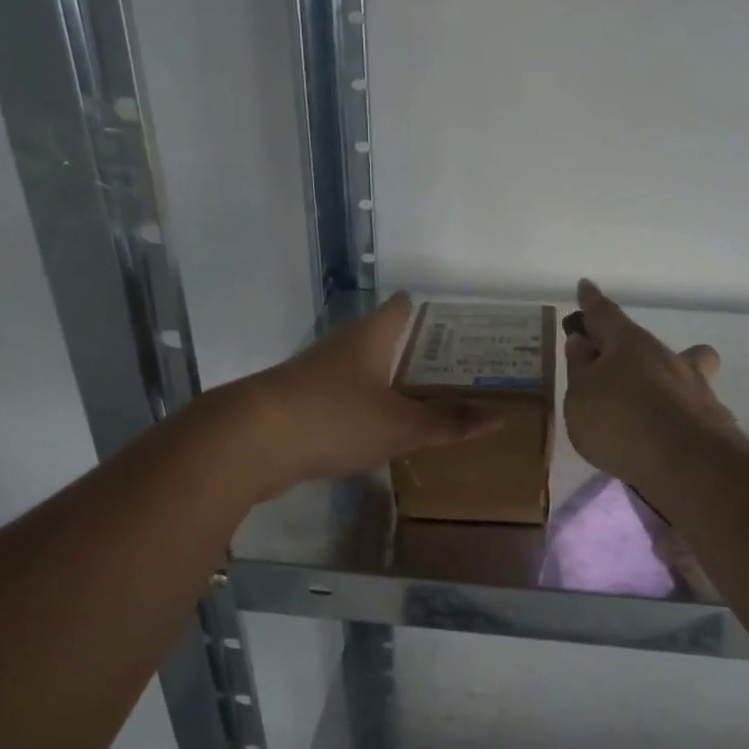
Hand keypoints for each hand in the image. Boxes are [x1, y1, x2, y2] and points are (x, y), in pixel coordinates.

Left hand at [226, 293, 499, 500]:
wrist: (250, 441)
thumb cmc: (334, 418)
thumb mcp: (399, 425)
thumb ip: (447, 422)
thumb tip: (499, 418)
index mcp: (370, 337)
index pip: (403, 307)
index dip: (431, 311)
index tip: (460, 323)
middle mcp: (343, 347)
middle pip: (385, 338)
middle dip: (417, 351)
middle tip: (458, 368)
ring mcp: (317, 375)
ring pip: (363, 370)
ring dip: (391, 381)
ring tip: (426, 399)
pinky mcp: (300, 404)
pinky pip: (344, 399)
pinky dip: (366, 407)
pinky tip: (381, 429)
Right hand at [562, 279, 736, 498]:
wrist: (685, 463)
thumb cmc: (619, 420)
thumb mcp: (580, 395)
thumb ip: (580, 368)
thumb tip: (583, 342)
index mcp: (629, 343)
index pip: (605, 314)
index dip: (592, 303)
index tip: (586, 287)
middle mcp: (666, 356)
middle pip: (649, 344)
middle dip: (634, 348)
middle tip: (616, 364)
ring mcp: (694, 387)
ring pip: (683, 371)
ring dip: (664, 381)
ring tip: (644, 410)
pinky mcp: (711, 420)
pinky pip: (688, 408)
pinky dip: (674, 416)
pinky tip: (660, 439)